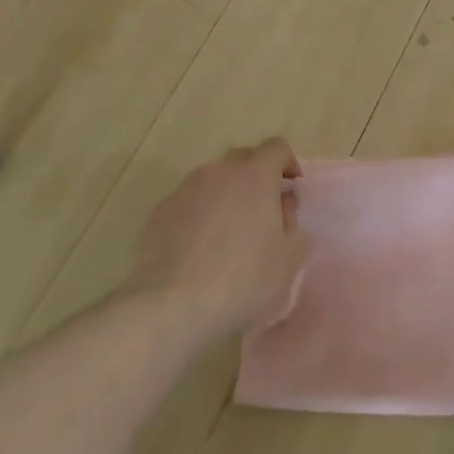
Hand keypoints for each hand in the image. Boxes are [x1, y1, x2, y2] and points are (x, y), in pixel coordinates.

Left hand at [129, 139, 310, 340]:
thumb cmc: (243, 279)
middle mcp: (219, 171)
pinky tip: (201, 248)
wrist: (171, 305)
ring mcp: (186, 189)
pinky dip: (201, 213)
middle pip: (244, 159)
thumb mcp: (289, 258)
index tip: (292, 190)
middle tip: (265, 211)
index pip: (277, 148)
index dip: (288, 164)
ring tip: (230, 232)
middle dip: (258, 177)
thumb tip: (282, 207)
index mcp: (256, 175)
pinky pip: (190, 202)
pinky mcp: (160, 211)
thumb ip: (293, 224)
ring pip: (214, 179)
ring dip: (227, 195)